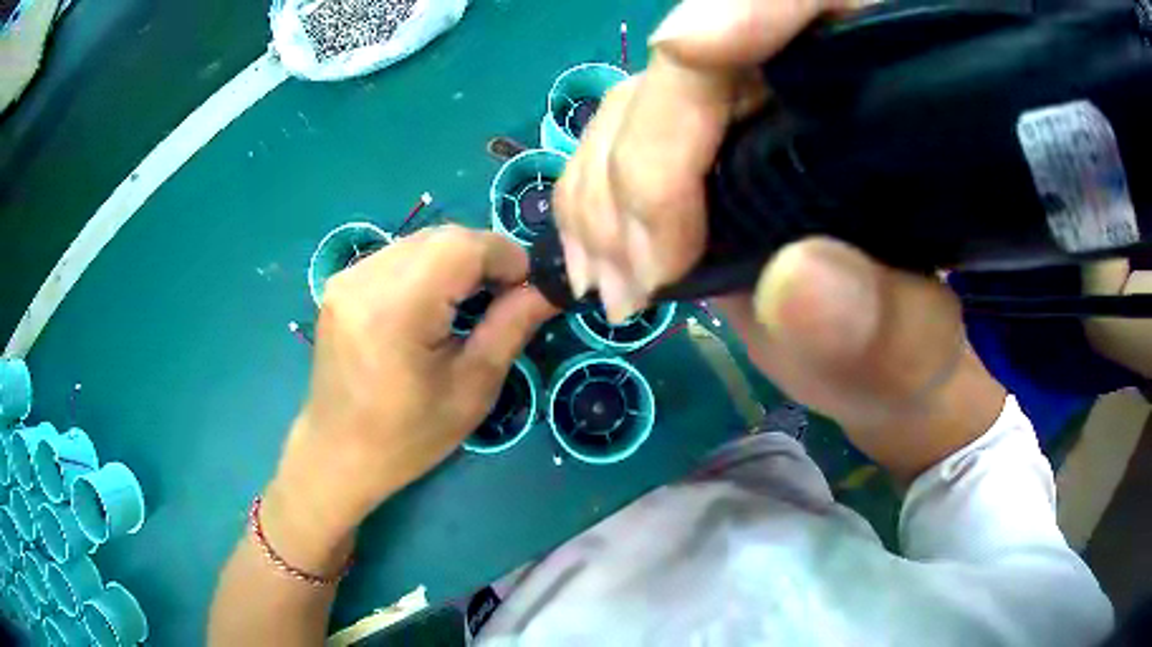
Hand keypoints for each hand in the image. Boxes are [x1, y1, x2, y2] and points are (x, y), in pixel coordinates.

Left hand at [268, 226, 555, 557]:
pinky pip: (398, 255)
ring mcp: (346, 277)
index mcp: (396, 309)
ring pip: (421, 241)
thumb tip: (550, 287)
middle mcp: (364, 279)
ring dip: (457, 261)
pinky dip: (428, 268)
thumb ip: (512, 326)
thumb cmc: (408, 436)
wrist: (338, 453)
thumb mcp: (472, 389)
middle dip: (484, 257)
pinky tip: (434, 303)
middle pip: (442, 237)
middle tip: (505, 297)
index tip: (529, 289)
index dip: (507, 256)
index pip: (463, 246)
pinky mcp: (340, 282)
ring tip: (471, 302)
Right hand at [556, 0, 1004, 478]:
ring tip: (622, 292)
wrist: (864, 365)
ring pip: (638, 101)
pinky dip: (587, 201)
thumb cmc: (902, 353)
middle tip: (647, 272)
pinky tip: (598, 263)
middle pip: (698, 63)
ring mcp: (738, 115)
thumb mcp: (907, 348)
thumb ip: (875, 320)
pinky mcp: (692, 152)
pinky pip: (611, 141)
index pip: (813, 6)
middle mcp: (803, 87)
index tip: (688, 49)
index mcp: (882, 100)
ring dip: (607, 195)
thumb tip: (792, 278)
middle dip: (653, 157)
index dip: (748, 9)